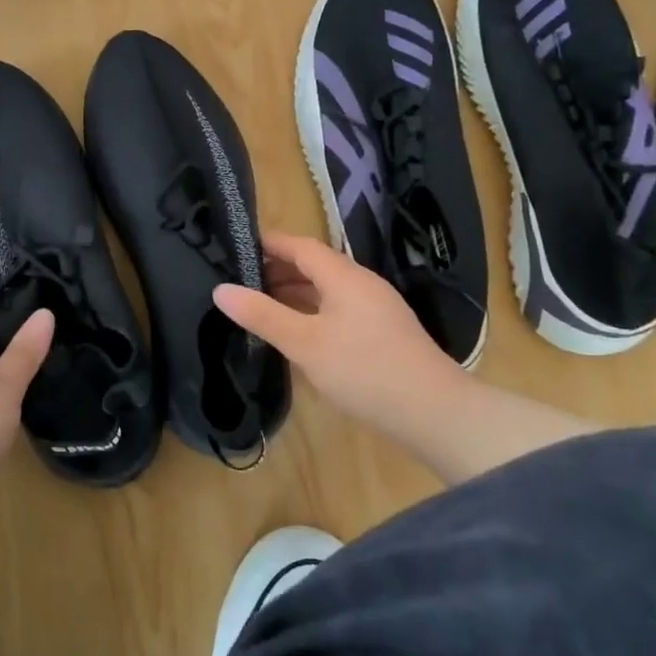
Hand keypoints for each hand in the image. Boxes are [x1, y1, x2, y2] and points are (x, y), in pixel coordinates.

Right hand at [213, 232, 458, 439]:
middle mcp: (362, 283)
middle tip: (240, 279)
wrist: (435, 412)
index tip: (236, 244)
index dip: (269, 243)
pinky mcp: (383, 331)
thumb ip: (262, 315)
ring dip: (294, 292)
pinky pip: (338, 308)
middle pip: (314, 265)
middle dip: (277, 268)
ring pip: (327, 289)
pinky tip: (297, 332)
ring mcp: (376, 308)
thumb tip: (221, 289)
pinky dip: (312, 310)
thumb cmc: (364, 370)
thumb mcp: (304, 343)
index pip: (300, 245)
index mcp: (344, 276)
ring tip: (260, 304)